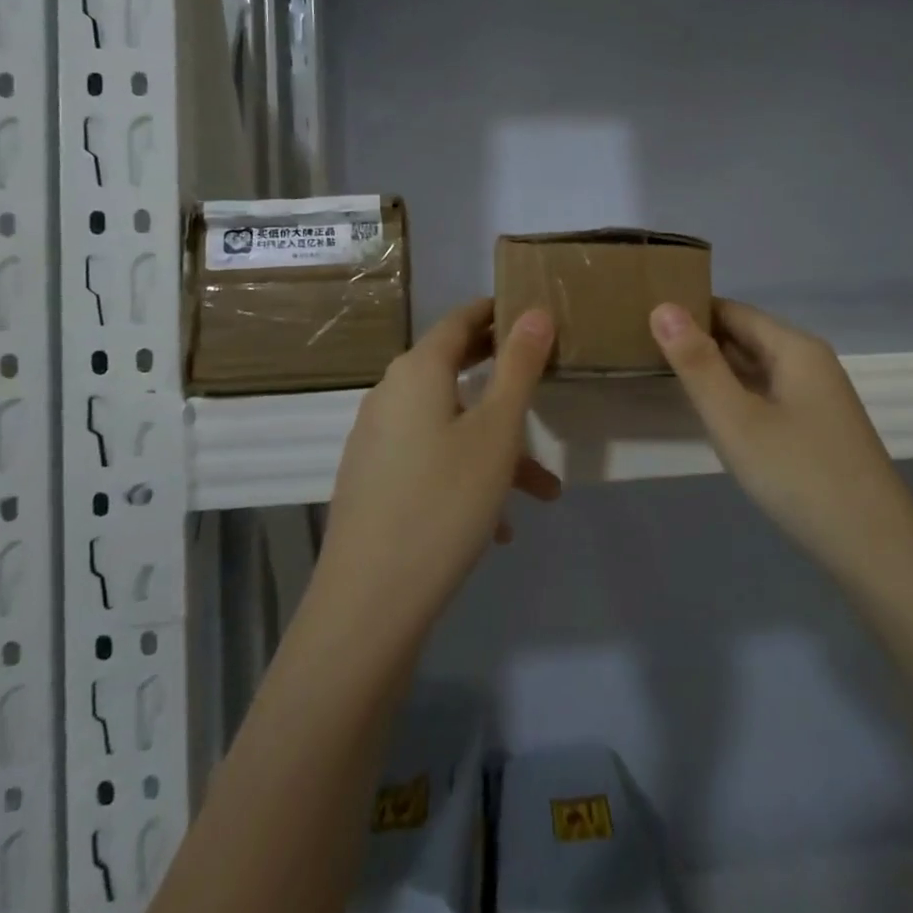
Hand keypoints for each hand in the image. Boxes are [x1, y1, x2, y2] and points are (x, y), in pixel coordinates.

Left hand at [317, 299, 560, 627]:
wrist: (370, 600)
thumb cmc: (445, 500)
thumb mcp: (497, 431)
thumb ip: (518, 367)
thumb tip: (535, 312)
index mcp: (417, 372)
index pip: (459, 321)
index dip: (495, 313)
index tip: (530, 314)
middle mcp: (390, 396)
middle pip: (453, 370)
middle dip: (503, 380)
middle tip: (542, 376)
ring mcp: (377, 440)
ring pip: (449, 426)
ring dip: (496, 447)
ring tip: (542, 490)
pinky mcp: (373, 480)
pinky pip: (430, 459)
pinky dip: (466, 474)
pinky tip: (498, 526)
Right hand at [650, 299, 912, 584]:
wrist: (876, 549)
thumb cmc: (799, 476)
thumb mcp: (736, 419)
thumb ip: (697, 364)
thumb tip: (663, 307)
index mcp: (795, 348)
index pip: (732, 310)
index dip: (689, 310)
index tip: (642, 316)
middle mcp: (810, 362)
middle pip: (746, 335)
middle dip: (699, 338)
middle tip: (642, 344)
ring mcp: (817, 397)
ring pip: (757, 368)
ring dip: (716, 368)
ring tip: (664, 371)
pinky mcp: (817, 427)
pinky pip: (768, 394)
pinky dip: (737, 394)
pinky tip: (712, 411)